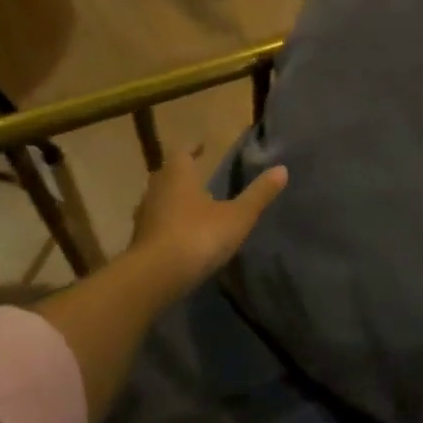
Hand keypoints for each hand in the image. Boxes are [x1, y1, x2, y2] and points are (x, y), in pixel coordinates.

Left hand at [128, 147, 287, 295]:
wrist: (157, 276)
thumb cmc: (199, 236)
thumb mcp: (238, 216)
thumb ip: (259, 194)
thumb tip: (282, 169)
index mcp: (178, 175)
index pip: (182, 152)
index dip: (192, 148)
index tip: (201, 146)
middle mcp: (156, 190)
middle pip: (167, 175)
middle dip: (183, 174)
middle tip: (199, 176)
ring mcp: (144, 216)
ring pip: (159, 200)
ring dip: (173, 200)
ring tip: (193, 206)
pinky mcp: (139, 241)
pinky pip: (155, 224)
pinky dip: (168, 224)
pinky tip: (182, 235)